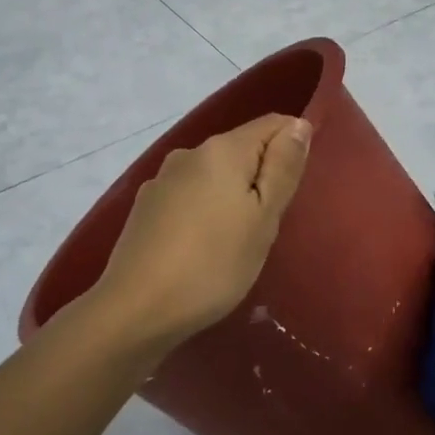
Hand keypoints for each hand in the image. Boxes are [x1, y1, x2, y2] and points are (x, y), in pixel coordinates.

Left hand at [90, 114, 311, 353]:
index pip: (273, 124)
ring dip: (232, 195)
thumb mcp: (264, 218)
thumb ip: (284, 167)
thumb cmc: (214, 264)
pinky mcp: (145, 208)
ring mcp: (162, 180)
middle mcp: (189, 153)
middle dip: (262, 176)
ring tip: (236, 240)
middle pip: (242, 149)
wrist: (135, 310)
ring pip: (214, 175)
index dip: (293, 148)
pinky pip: (190, 196)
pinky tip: (202, 247)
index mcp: (222, 149)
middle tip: (268, 225)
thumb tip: (298, 124)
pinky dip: (205, 211)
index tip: (294, 192)